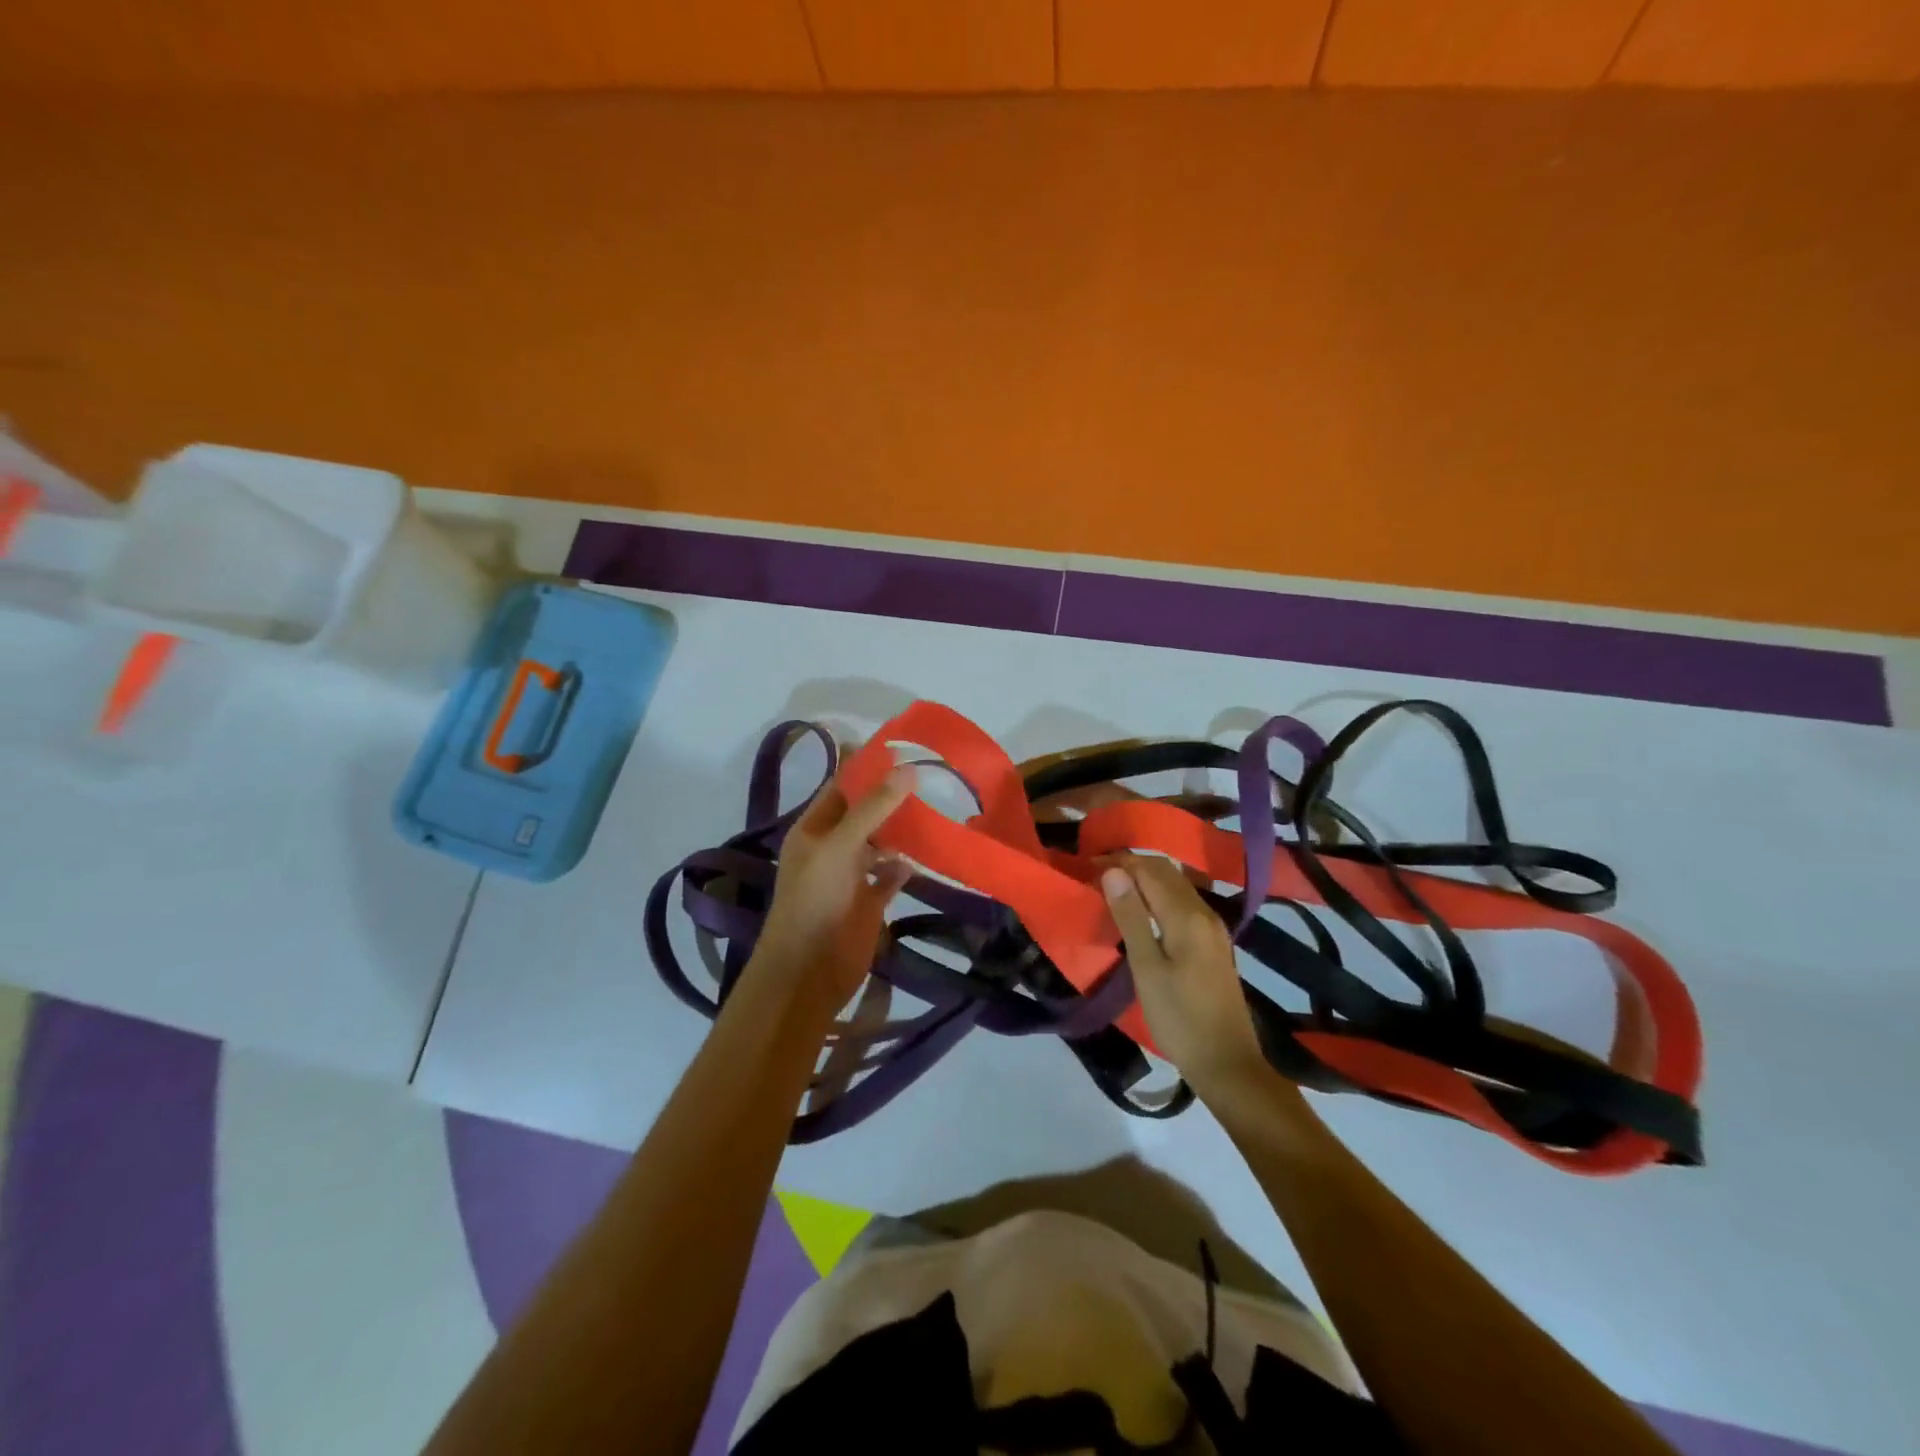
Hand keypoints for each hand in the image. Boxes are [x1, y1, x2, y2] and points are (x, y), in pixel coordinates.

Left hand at [748, 767, 915, 1014]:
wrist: (809, 971)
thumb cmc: (814, 901)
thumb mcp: (839, 847)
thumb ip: (872, 809)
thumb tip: (908, 770)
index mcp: (814, 830)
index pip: (840, 788)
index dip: (864, 767)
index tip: (897, 746)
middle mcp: (832, 848)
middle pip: (863, 814)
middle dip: (890, 796)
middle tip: (928, 773)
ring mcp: (852, 876)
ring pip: (880, 843)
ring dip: (902, 829)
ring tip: (935, 807)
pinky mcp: (870, 901)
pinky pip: (891, 876)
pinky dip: (906, 865)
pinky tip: (927, 854)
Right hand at [1101, 855, 1270, 1095]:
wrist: (1227, 1063)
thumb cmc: (1179, 1018)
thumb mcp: (1146, 968)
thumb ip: (1131, 917)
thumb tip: (1113, 872)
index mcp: (1186, 916)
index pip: (1149, 870)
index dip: (1118, 863)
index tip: (1087, 867)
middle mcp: (1204, 912)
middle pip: (1166, 872)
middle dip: (1131, 867)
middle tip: (1096, 876)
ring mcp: (1213, 928)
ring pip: (1176, 886)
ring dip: (1145, 880)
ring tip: (1113, 891)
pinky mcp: (1213, 943)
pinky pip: (1183, 903)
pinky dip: (1159, 897)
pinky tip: (1142, 913)